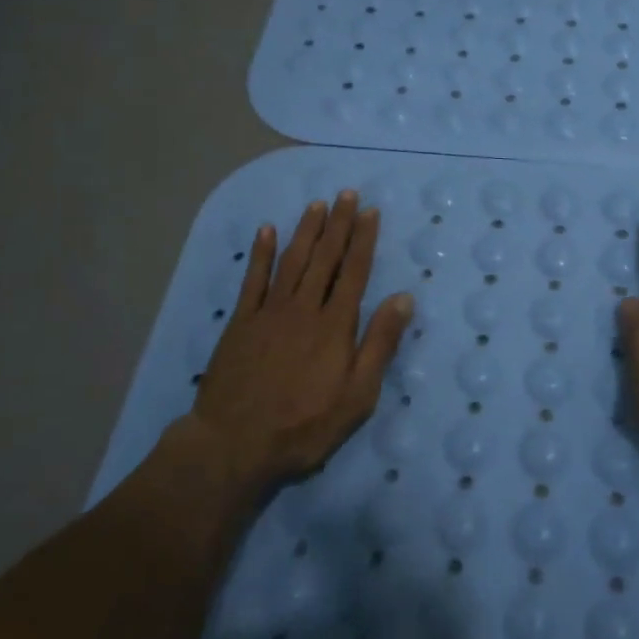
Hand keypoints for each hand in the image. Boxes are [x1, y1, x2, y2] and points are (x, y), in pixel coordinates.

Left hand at [183, 191, 412, 493]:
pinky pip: (253, 279)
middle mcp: (304, 308)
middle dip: (338, 224)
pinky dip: (260, 253)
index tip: (370, 212)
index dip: (363, 240)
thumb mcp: (357, 395)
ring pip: (292, 260)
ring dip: (306, 230)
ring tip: (317, 204)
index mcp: (335, 325)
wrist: (234, 444)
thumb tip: (403, 298)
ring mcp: (269, 312)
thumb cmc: (304, 425)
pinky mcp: (241, 322)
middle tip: (346, 194)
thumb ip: (379, 344)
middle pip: (325, 258)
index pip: (354, 272)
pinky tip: (266, 231)